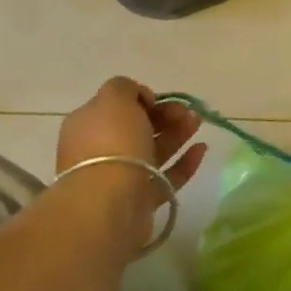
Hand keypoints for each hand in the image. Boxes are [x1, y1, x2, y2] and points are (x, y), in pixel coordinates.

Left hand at [54, 77, 207, 250]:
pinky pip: (166, 177)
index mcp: (88, 126)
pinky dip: (184, 162)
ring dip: (177, 134)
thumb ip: (125, 87)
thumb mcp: (114, 98)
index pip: (116, 107)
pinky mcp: (141, 201)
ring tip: (198, 122)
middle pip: (137, 128)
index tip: (158, 99)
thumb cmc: (111, 143)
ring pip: (153, 151)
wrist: (109, 203)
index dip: (140, 99)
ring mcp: (121, 177)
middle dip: (165, 115)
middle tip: (186, 111)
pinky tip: (202, 148)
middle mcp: (100, 151)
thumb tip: (139, 99)